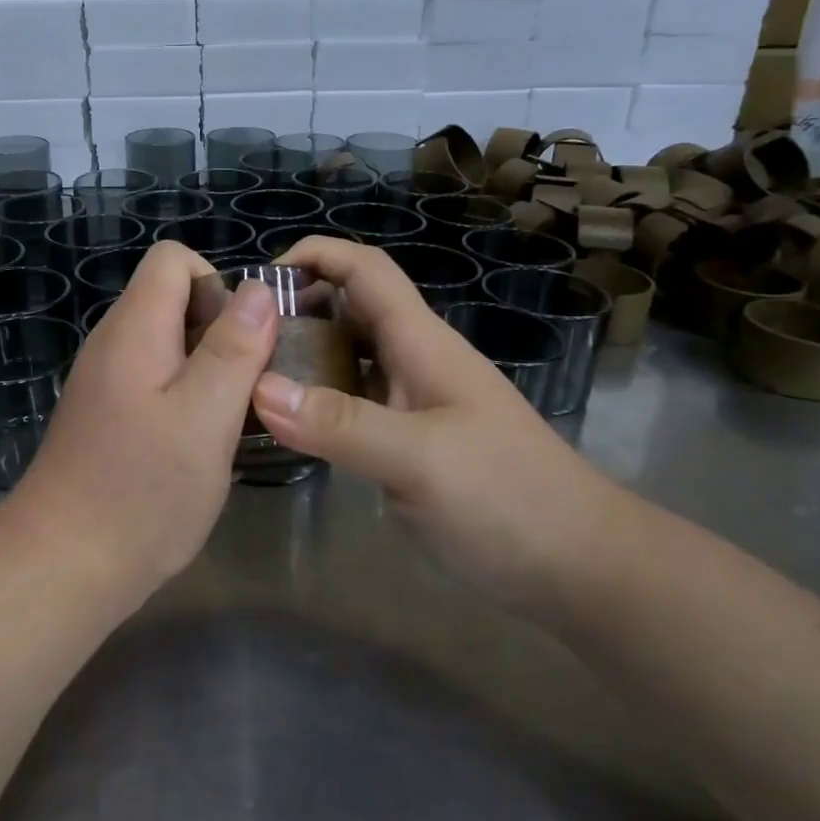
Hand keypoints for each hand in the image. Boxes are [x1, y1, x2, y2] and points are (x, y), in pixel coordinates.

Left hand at [12, 242, 277, 593]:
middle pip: (172, 299)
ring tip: (229, 419)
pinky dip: (184, 396)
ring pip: (167, 344)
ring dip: (207, 368)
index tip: (243, 338)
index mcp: (134, 328)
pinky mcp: (106, 415)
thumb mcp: (205, 416)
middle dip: (220, 329)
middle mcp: (113, 343)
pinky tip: (198, 445)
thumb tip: (257, 288)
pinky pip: (154, 380)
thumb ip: (234, 348)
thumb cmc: (142, 489)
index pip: (172, 259)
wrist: (64, 564)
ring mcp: (105, 381)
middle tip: (248, 387)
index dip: (217, 283)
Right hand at [249, 238, 617, 611]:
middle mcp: (415, 361)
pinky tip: (290, 426)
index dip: (315, 254)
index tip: (259, 280)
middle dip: (298, 307)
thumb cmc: (507, 498)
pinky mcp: (412, 442)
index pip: (364, 269)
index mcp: (420, 342)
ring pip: (350, 358)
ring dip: (305, 355)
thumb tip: (257, 388)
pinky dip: (320, 402)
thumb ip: (340, 423)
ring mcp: (415, 403)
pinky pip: (355, 403)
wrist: (579, 566)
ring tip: (251, 378)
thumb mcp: (419, 458)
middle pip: (351, 309)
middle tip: (240, 339)